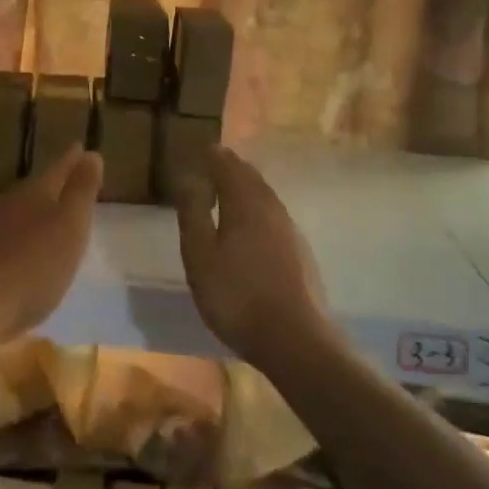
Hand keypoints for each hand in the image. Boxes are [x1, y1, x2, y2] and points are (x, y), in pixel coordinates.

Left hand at [0, 145, 102, 350]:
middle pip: (33, 190)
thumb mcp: (70, 227)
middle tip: (66, 188)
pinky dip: (10, 242)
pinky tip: (13, 257)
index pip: (58, 169)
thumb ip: (81, 191)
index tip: (81, 148)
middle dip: (50, 188)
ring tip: (42, 224)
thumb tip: (91, 153)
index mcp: (34, 193)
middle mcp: (6, 203)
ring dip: (28, 217)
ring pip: (12, 214)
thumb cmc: (32, 268)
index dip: (72, 160)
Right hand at [172, 145, 334, 373]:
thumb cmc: (237, 296)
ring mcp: (289, 228)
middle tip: (214, 162)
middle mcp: (270, 207)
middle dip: (231, 166)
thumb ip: (193, 214)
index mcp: (244, 202)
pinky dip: (258, 205)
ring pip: (264, 194)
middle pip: (249, 176)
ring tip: (230, 187)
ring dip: (246, 185)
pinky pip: (273, 213)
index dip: (213, 156)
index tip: (201, 148)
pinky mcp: (299, 250)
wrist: (295, 340)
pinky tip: (253, 223)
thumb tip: (188, 178)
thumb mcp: (201, 256)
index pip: (227, 165)